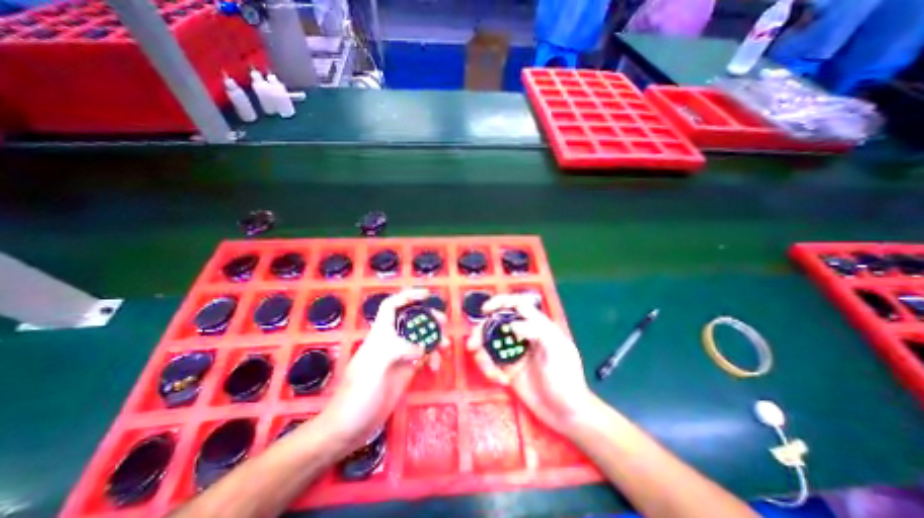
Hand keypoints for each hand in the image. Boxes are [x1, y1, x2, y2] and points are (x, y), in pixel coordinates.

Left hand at [317, 289, 448, 451]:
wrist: (350, 426)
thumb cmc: (358, 393)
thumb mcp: (376, 366)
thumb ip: (399, 349)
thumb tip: (422, 348)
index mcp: (381, 334)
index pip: (392, 306)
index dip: (407, 296)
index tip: (426, 295)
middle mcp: (391, 341)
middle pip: (412, 321)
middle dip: (428, 318)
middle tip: (443, 323)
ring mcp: (399, 356)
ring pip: (420, 338)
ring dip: (434, 339)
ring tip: (445, 346)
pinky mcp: (405, 371)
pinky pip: (423, 356)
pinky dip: (432, 356)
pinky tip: (436, 365)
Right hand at [462, 294, 599, 434]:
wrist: (567, 415)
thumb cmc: (567, 380)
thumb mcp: (557, 352)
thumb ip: (537, 332)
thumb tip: (512, 325)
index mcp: (538, 326)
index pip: (518, 305)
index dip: (501, 302)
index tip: (485, 310)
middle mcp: (524, 335)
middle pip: (498, 323)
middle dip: (482, 331)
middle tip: (472, 344)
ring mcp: (515, 352)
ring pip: (491, 343)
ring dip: (482, 353)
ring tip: (488, 369)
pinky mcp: (509, 369)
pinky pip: (491, 362)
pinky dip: (489, 369)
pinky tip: (500, 380)